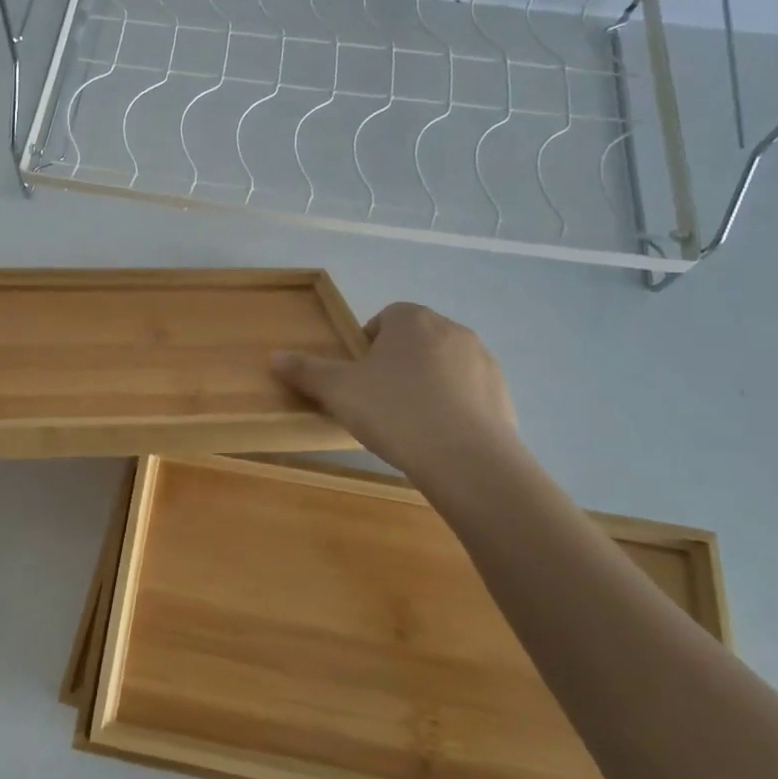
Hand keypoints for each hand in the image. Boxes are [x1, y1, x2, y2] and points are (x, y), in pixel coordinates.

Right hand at [272, 303, 520, 481]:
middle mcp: (451, 329)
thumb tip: (274, 357)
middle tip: (380, 402)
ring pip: (444, 366)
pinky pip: (470, 393)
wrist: (467, 459)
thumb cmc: (395, 411)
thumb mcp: (339, 391)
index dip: (368, 348)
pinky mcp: (503, 392)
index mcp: (411, 319)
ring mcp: (483, 360)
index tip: (359, 379)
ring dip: (428, 384)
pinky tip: (441, 438)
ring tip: (411, 423)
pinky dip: (455, 407)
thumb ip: (307, 371)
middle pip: (415, 340)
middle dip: (398, 364)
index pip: (384, 319)